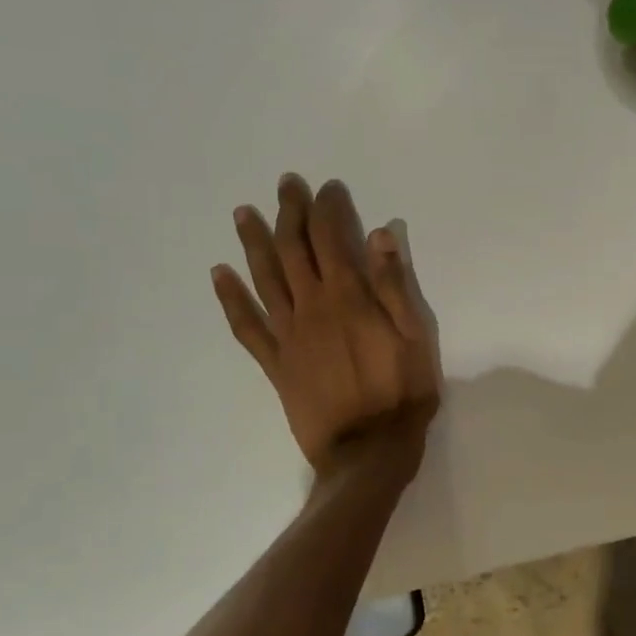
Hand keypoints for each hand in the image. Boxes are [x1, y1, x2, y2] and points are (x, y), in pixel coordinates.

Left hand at [211, 175, 440, 476]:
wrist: (368, 451)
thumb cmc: (402, 394)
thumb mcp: (415, 337)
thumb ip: (394, 286)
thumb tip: (379, 236)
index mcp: (349, 298)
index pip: (331, 239)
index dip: (327, 209)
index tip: (326, 188)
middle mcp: (312, 308)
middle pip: (293, 250)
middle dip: (289, 213)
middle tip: (285, 185)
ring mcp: (288, 335)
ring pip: (265, 279)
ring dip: (254, 243)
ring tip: (243, 213)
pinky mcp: (275, 363)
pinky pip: (246, 326)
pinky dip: (231, 299)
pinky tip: (219, 276)